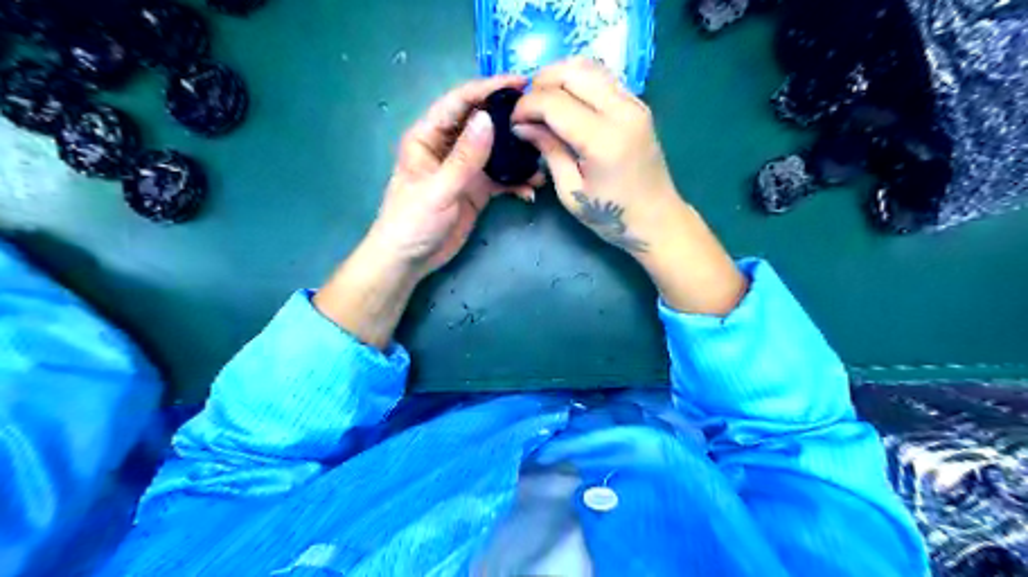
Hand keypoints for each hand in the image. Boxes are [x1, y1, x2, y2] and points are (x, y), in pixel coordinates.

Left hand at [313, 74, 539, 345]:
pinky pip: (501, 179)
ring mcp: (465, 169)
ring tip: (542, 156)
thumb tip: (488, 120)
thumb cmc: (412, 222)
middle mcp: (448, 147)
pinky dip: (516, 183)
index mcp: (428, 137)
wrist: (409, 260)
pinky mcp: (476, 190)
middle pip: (482, 123)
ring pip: (496, 151)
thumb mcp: (438, 189)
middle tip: (540, 116)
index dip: (487, 89)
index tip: (519, 83)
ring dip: (518, 155)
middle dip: (509, 119)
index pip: (459, 102)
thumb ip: (464, 158)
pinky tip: (531, 190)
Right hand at [513, 58, 680, 254]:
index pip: (554, 102)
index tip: (513, 122)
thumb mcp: (571, 191)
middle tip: (525, 108)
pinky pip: (603, 77)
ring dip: (559, 76)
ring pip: (589, 67)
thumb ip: (549, 151)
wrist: (657, 219)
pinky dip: (578, 80)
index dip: (527, 106)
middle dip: (540, 83)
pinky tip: (566, 101)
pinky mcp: (638, 104)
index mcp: (603, 140)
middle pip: (572, 72)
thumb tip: (522, 126)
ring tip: (541, 101)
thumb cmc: (611, 216)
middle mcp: (622, 111)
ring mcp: (634, 103)